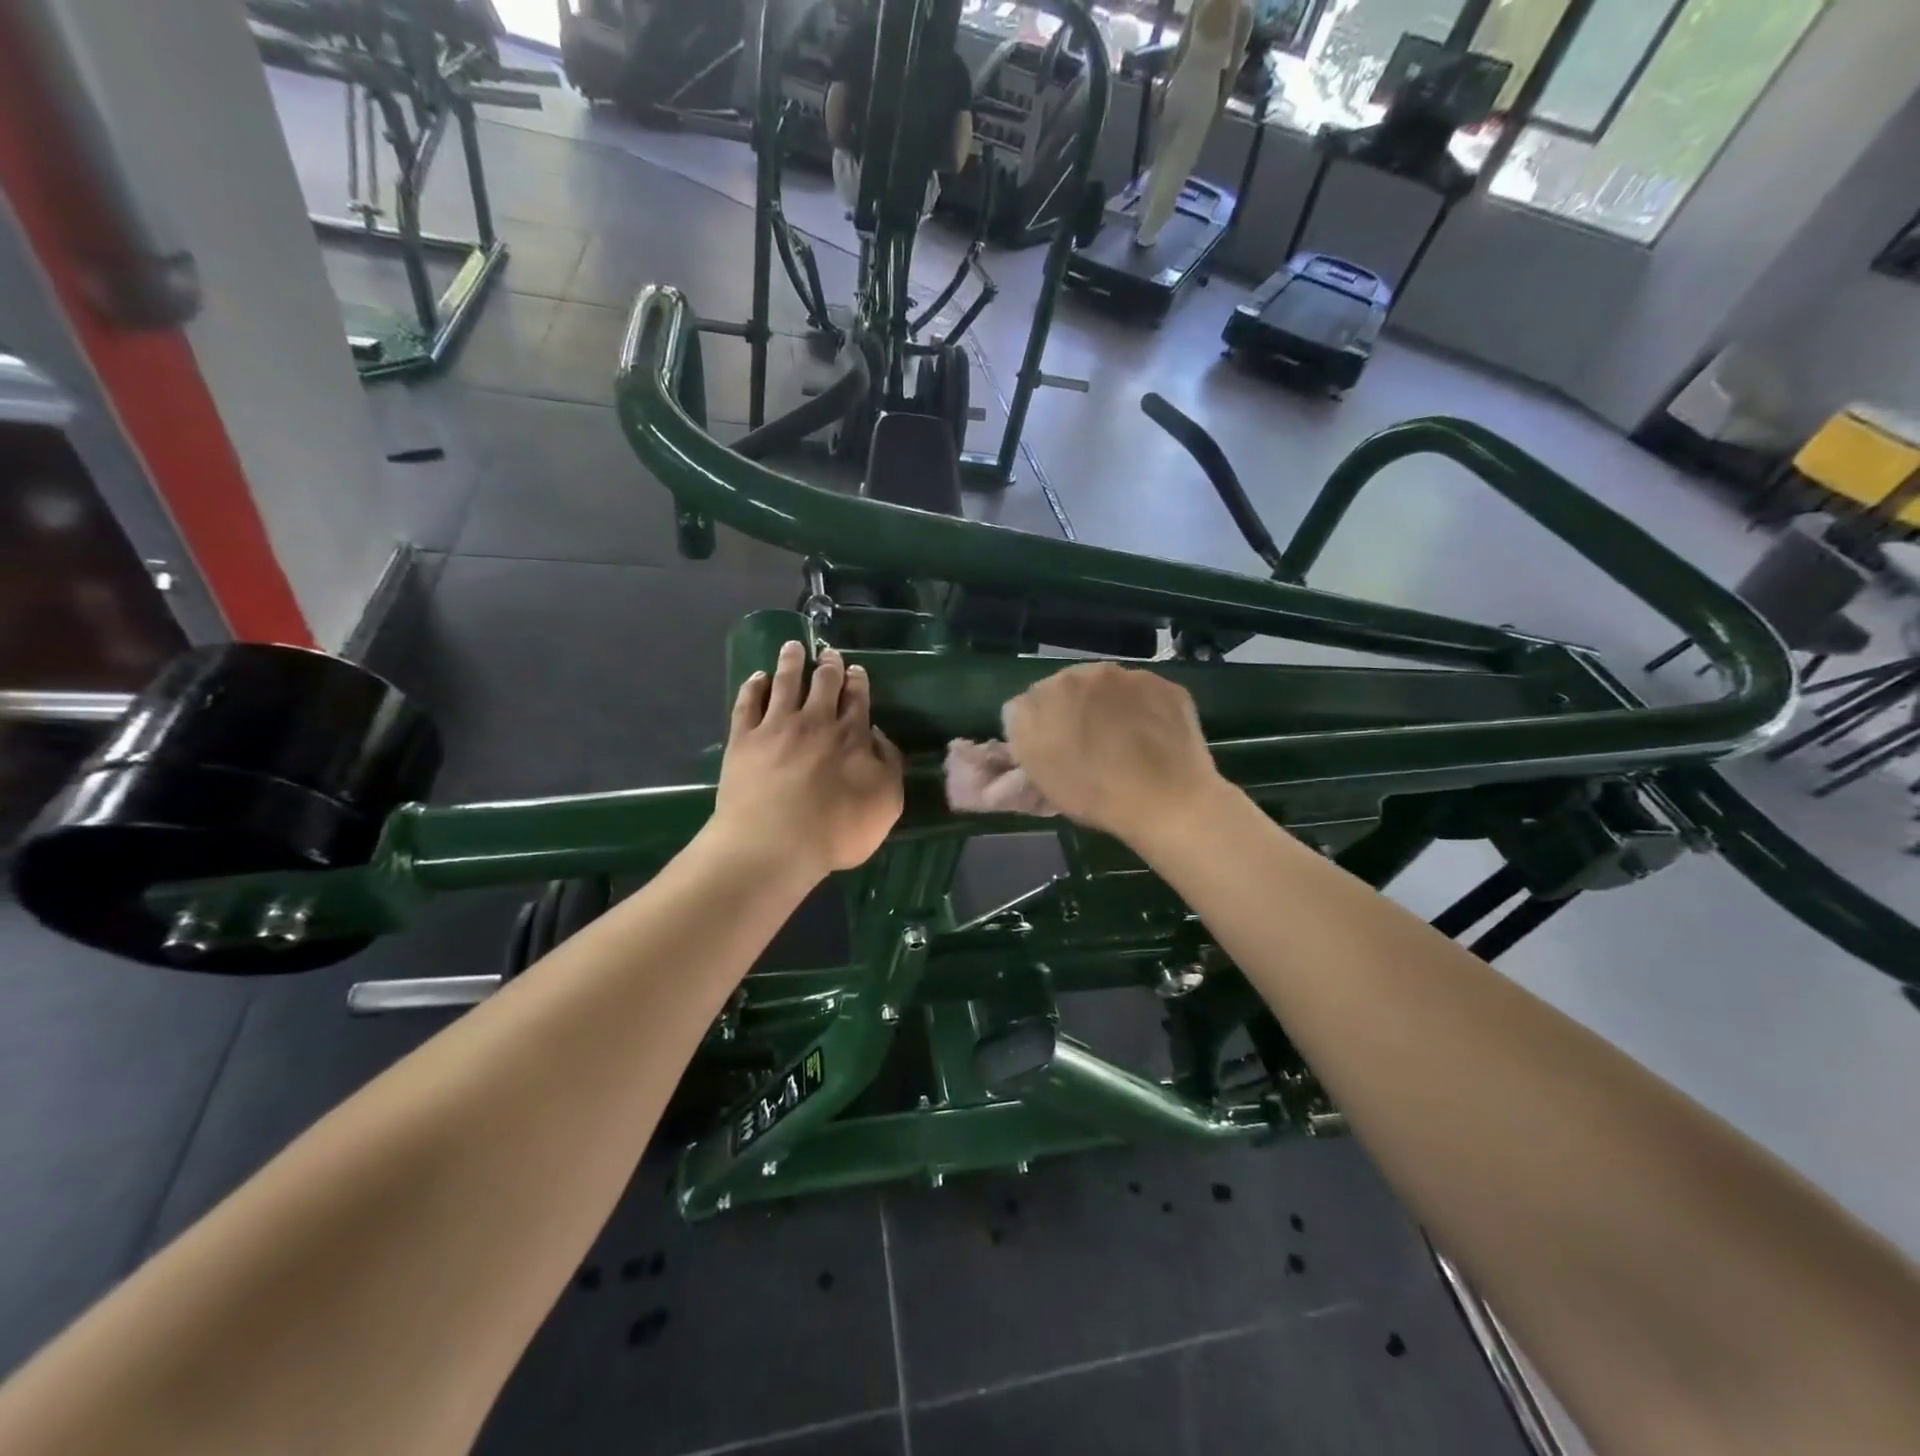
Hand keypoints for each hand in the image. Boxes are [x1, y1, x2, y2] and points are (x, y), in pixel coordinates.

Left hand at [711, 641, 904, 880]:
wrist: (774, 844)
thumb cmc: (837, 831)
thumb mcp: (887, 803)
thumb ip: (889, 765)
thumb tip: (879, 738)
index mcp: (852, 736)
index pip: (858, 699)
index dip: (858, 682)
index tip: (857, 670)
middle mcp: (815, 721)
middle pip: (824, 683)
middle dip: (829, 665)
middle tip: (830, 654)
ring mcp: (776, 727)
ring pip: (786, 682)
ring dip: (791, 662)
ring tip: (792, 647)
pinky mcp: (744, 739)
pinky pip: (748, 703)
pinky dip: (754, 686)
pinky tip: (757, 677)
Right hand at [1002, 663, 1221, 844]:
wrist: (1167, 801)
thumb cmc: (1095, 796)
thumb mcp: (1042, 779)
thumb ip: (1024, 742)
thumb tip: (1025, 722)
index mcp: (1041, 699)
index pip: (1026, 706)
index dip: (1039, 730)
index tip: (1053, 751)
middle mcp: (1078, 675)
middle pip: (1067, 688)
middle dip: (1072, 709)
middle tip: (1088, 745)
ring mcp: (1125, 675)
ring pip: (1107, 686)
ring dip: (1108, 704)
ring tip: (1123, 741)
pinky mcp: (1162, 683)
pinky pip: (1143, 692)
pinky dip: (1143, 709)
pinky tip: (1152, 737)